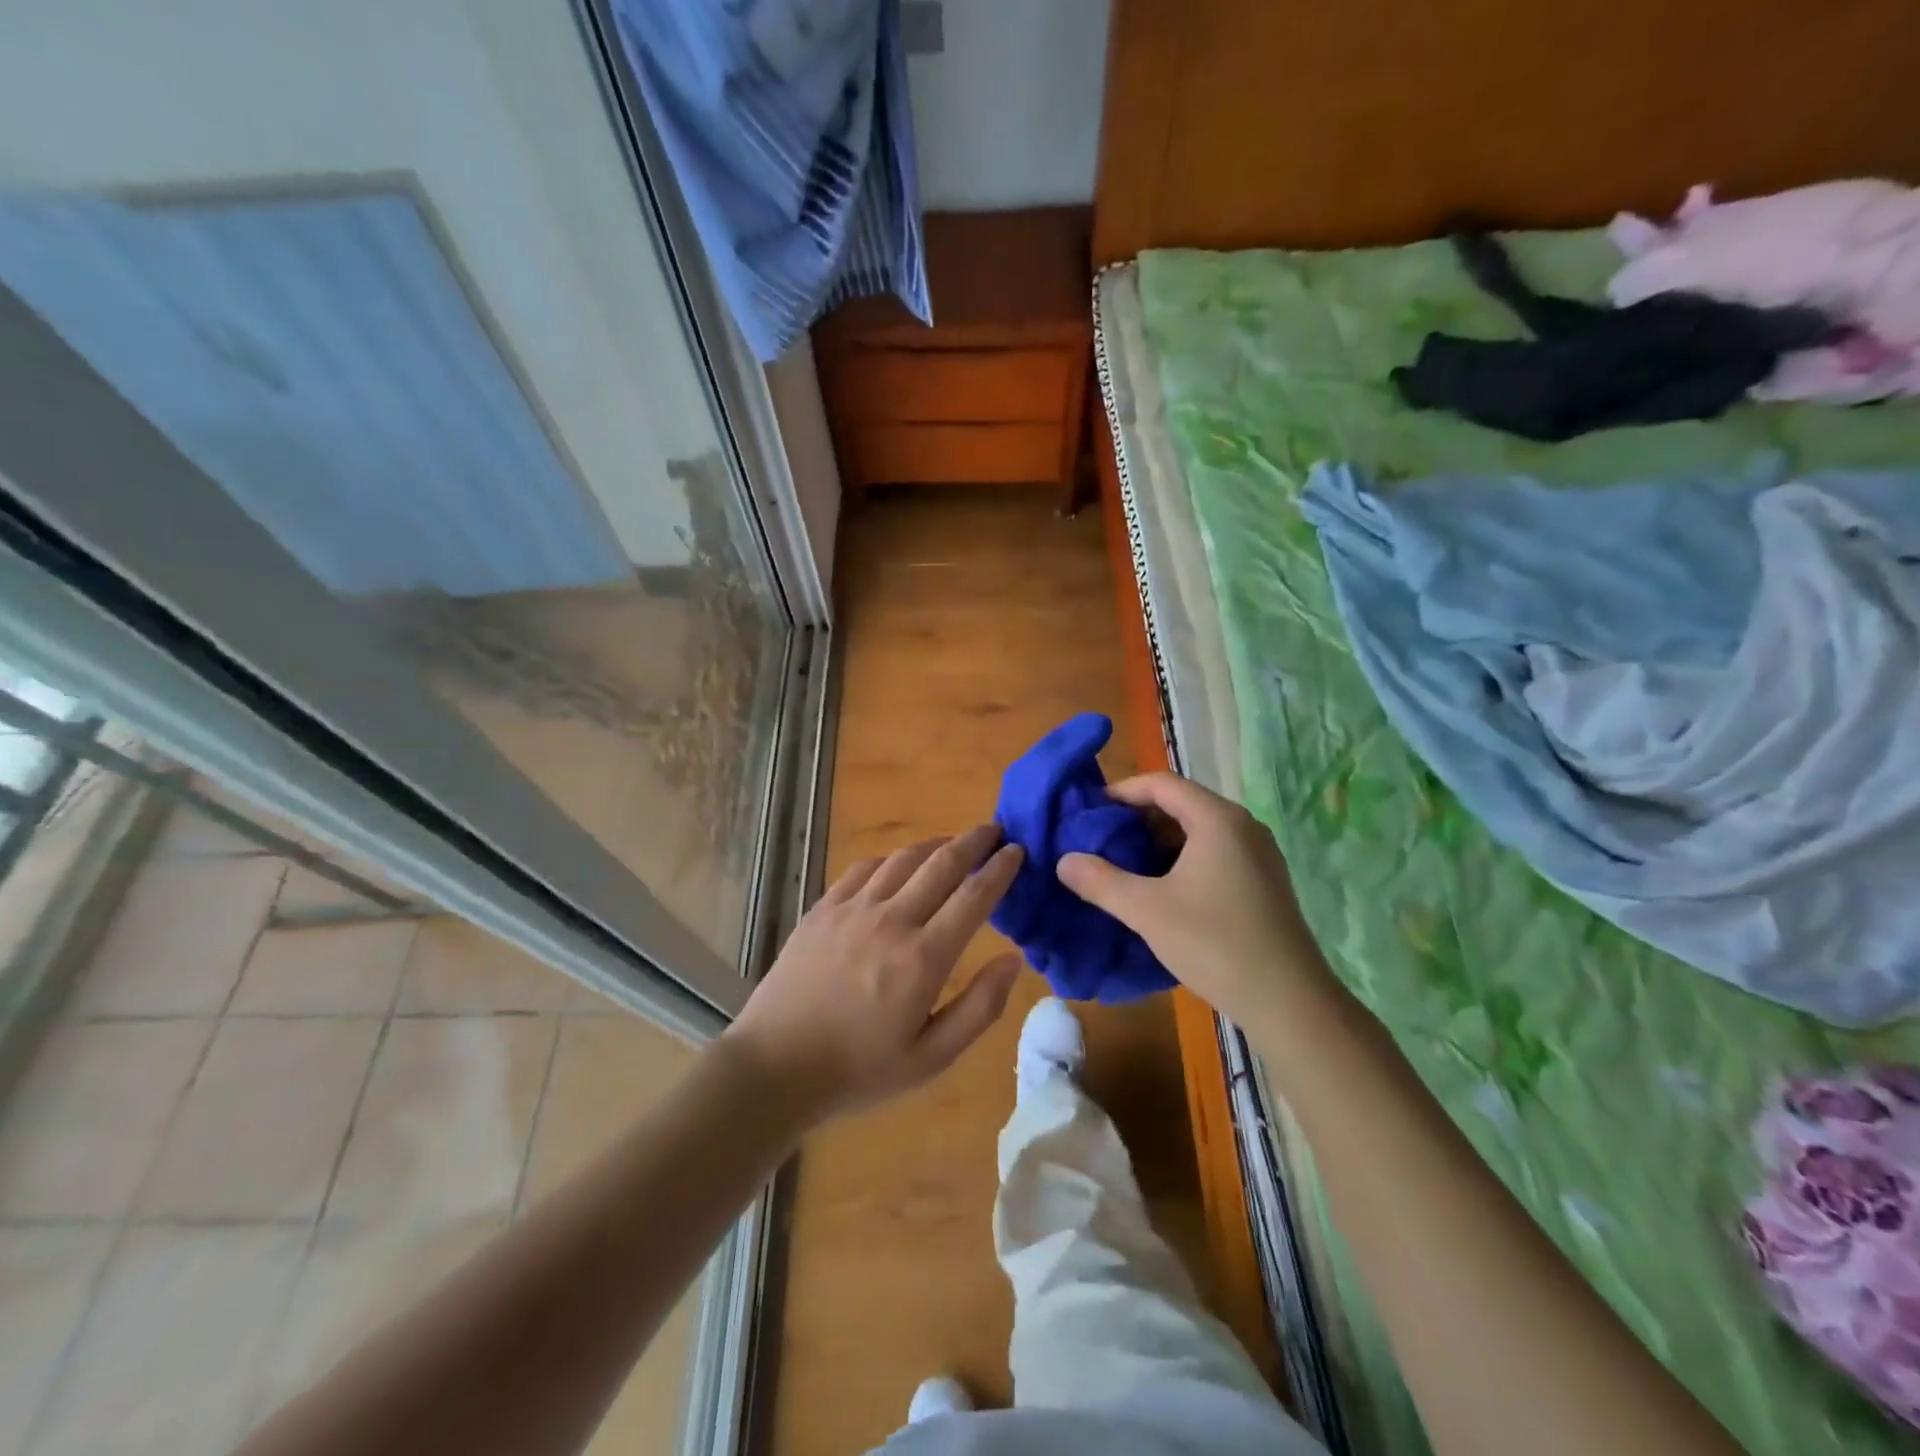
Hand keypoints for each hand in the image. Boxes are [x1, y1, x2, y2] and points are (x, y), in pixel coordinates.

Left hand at [722, 825, 1023, 1124]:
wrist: (775, 1066)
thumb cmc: (859, 1069)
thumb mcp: (931, 1058)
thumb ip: (979, 1008)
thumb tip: (1013, 960)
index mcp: (923, 958)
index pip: (973, 896)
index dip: (1000, 869)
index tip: (1018, 851)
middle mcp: (891, 920)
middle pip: (942, 863)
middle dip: (974, 841)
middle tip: (994, 831)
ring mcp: (852, 909)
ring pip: (903, 858)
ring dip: (935, 844)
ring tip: (953, 843)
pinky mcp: (823, 908)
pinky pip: (864, 868)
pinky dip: (891, 859)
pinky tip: (898, 864)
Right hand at [1055, 773, 1327, 1029]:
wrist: (1290, 1002)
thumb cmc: (1215, 944)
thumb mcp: (1147, 911)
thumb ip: (1100, 881)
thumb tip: (1064, 861)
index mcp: (1217, 819)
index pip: (1161, 783)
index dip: (1121, 792)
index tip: (1088, 813)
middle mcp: (1242, 826)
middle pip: (1180, 804)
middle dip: (1136, 819)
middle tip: (1099, 841)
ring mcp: (1257, 854)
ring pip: (1196, 831)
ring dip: (1157, 842)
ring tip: (1122, 865)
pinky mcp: (1262, 882)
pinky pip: (1213, 853)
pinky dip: (1180, 860)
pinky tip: (1159, 890)